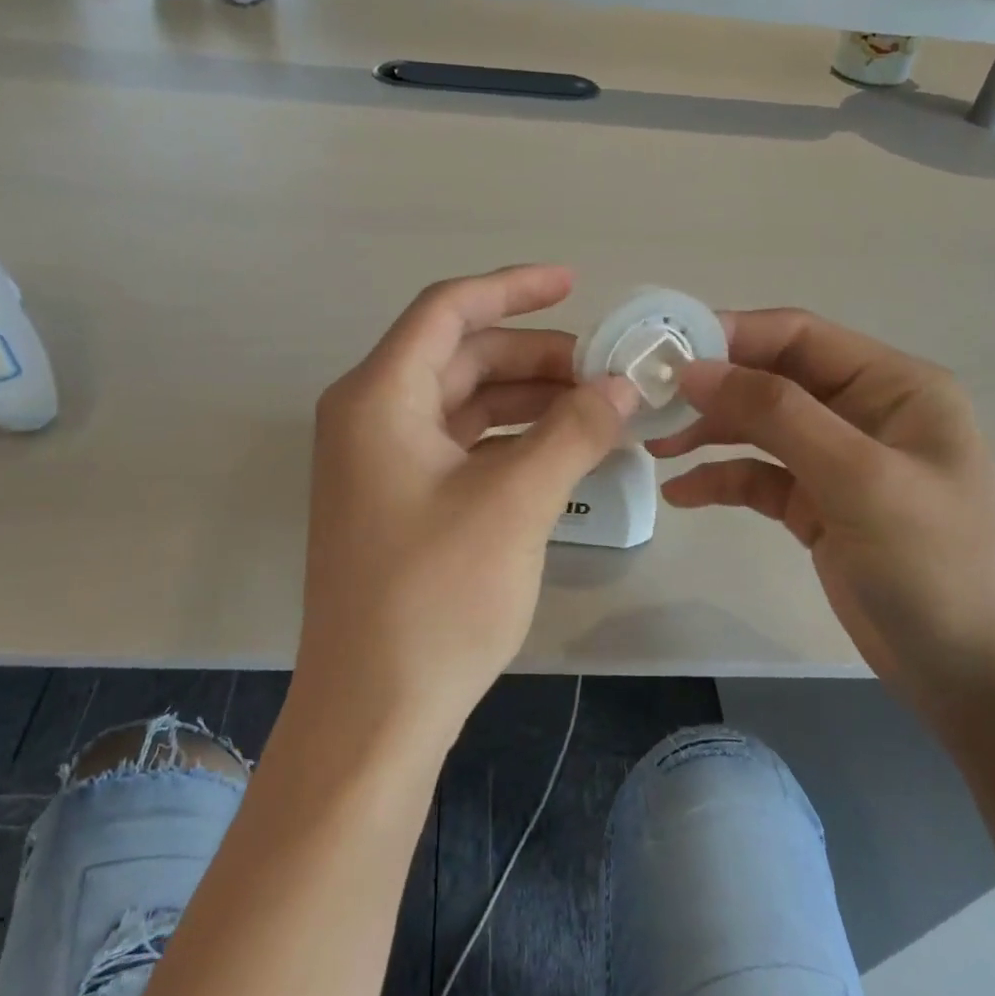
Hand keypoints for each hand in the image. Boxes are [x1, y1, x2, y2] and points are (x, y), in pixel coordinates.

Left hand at [296, 266, 638, 741]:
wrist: (374, 710)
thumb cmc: (435, 597)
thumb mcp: (514, 502)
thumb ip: (573, 431)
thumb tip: (624, 384)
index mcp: (379, 397)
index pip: (448, 311)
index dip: (513, 289)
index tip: (575, 284)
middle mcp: (370, 418)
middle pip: (460, 358)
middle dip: (534, 357)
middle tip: (605, 371)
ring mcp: (380, 464)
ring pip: (464, 405)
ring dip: (527, 400)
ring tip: (597, 409)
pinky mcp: (398, 504)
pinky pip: (460, 449)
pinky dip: (510, 442)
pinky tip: (561, 453)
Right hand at [651, 309, 994, 722]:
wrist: (981, 679)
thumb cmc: (937, 565)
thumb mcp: (858, 478)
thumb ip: (776, 414)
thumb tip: (694, 369)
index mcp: (892, 386)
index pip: (798, 336)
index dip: (729, 336)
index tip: (663, 353)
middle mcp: (865, 413)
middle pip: (772, 379)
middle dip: (711, 388)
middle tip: (647, 404)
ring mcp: (841, 463)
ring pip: (760, 428)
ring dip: (709, 432)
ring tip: (655, 447)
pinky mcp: (821, 508)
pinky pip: (760, 478)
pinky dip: (722, 480)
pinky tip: (682, 494)